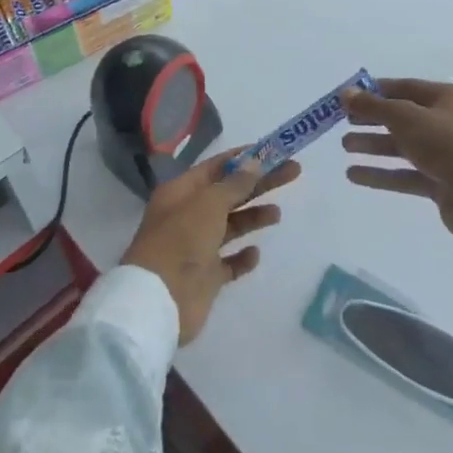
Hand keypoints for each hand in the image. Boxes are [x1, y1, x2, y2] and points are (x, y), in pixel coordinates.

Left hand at [122, 148, 300, 344]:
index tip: (272, 152)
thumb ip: (234, 185)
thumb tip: (254, 164)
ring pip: (230, 226)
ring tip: (277, 214)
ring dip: (252, 218)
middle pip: (229, 194)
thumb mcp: (208, 204)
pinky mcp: (205, 278)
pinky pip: (228, 263)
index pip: (216, 167)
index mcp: (181, 192)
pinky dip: (242, 258)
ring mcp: (196, 248)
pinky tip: (255, 253)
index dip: (243, 158)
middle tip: (293, 172)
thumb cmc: (181, 241)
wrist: (159, 300)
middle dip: (259, 183)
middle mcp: (188, 216)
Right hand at [342, 79, 452, 235]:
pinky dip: (381, 173)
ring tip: (345, 146)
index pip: (404, 88)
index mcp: (446, 98)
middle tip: (344, 122)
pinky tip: (353, 174)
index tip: (348, 97)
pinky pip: (405, 173)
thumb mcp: (406, 118)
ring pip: (401, 146)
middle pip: (401, 117)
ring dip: (373, 146)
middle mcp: (446, 122)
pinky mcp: (439, 181)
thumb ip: (373, 106)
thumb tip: (345, 92)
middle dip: (371, 120)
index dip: (375, 92)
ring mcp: (444, 154)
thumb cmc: (445, 144)